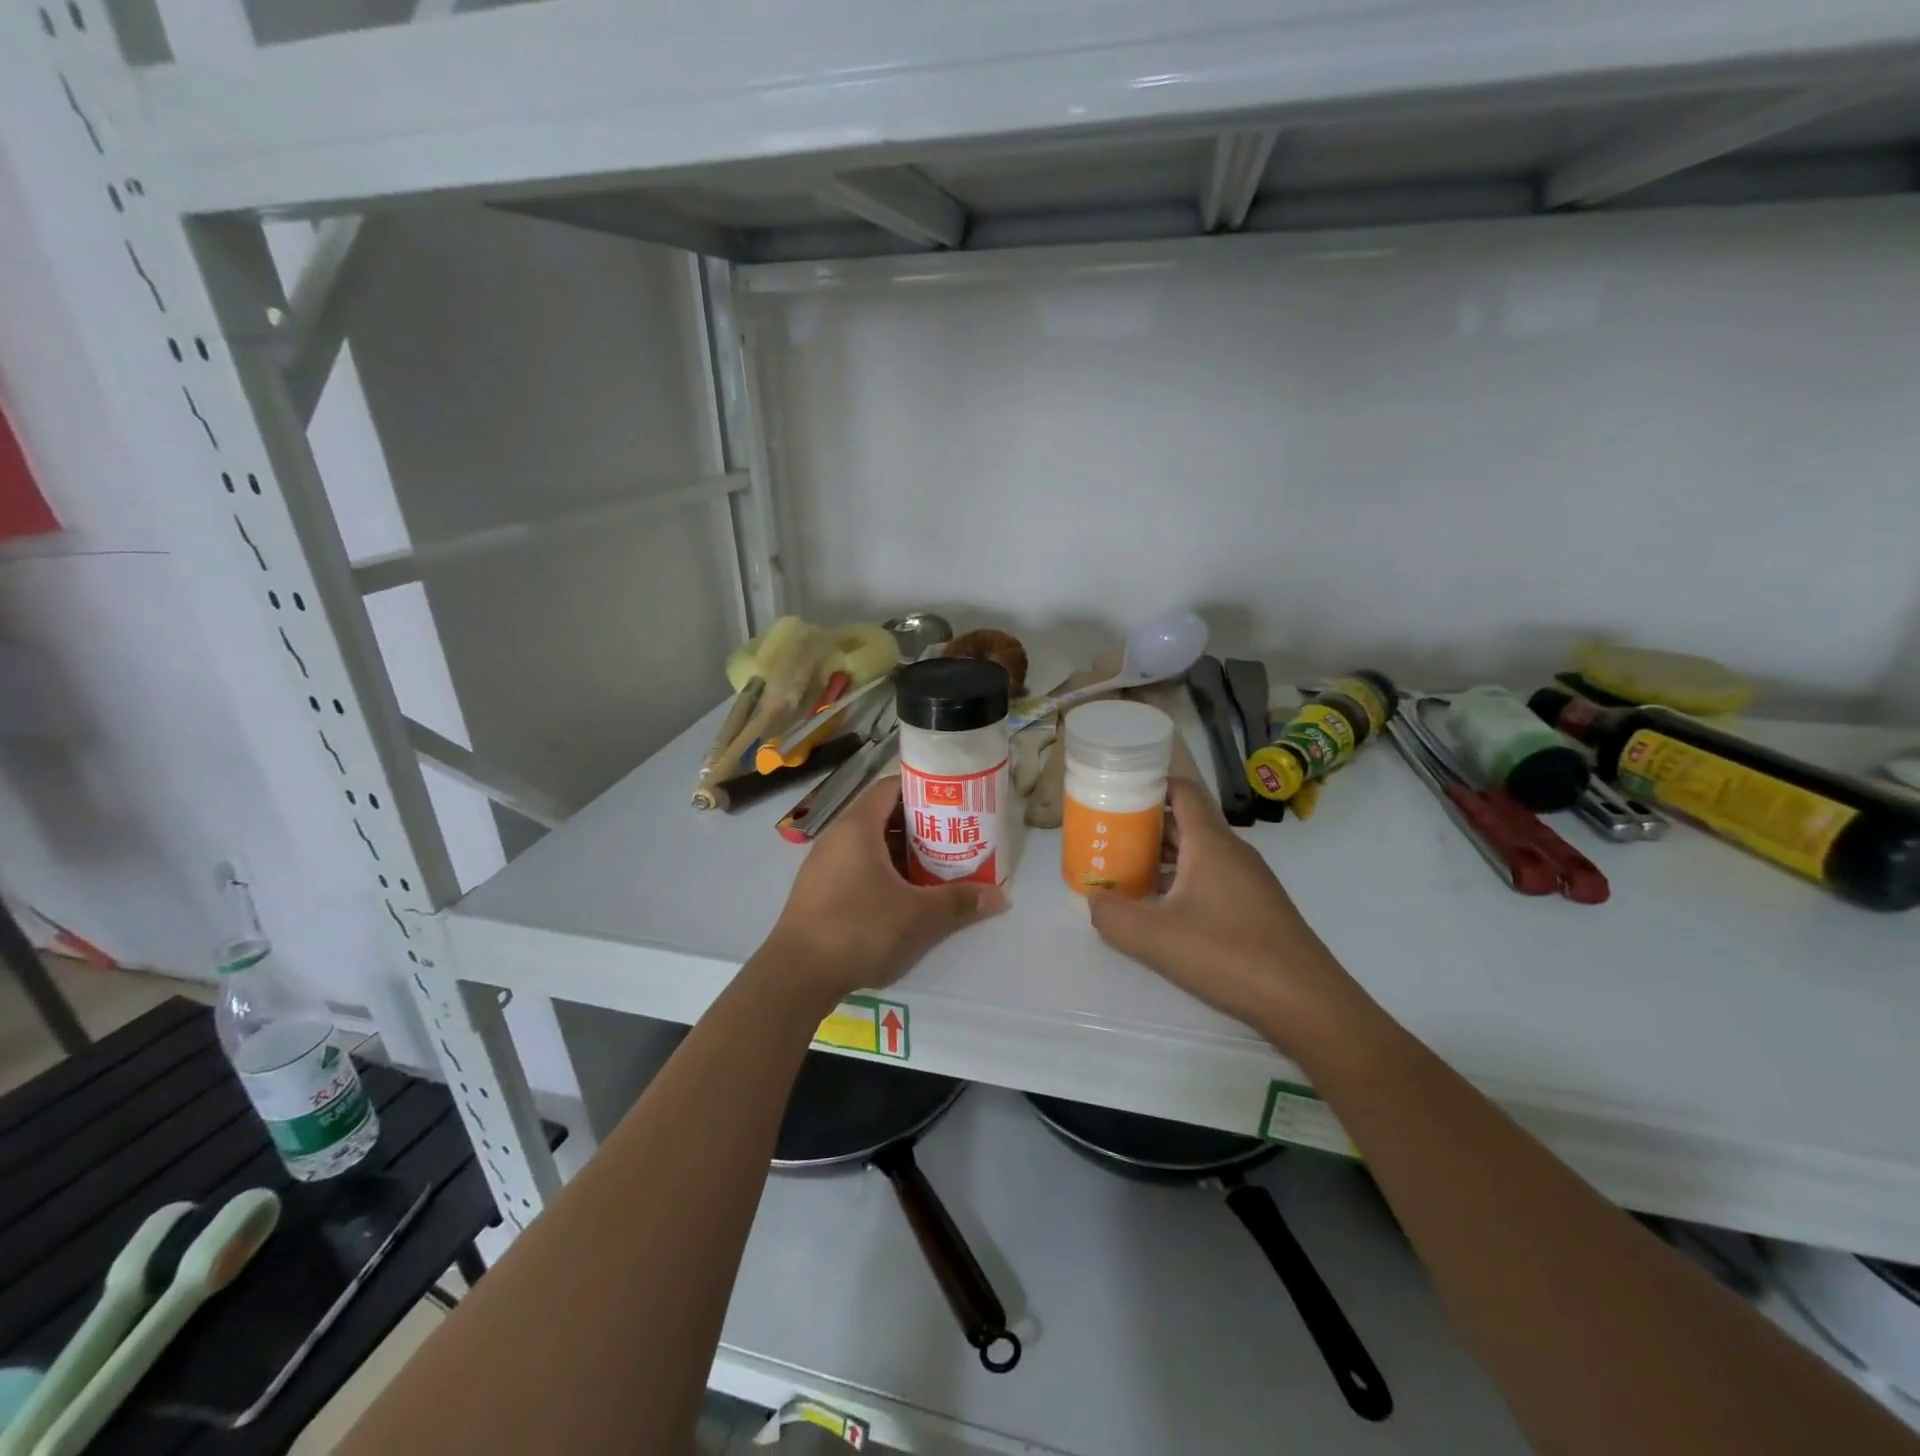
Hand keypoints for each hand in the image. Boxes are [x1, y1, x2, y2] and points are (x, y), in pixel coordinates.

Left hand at [761, 775, 1007, 1006]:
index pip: (891, 787)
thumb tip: (1001, 896)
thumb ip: (959, 902)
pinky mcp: (820, 890)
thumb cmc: (858, 928)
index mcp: (857, 826)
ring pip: (871, 844)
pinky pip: (858, 866)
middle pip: (883, 815)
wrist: (796, 975)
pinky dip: (884, 871)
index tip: (953, 799)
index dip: (923, 788)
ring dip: (903, 851)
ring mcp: (825, 864)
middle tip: (954, 834)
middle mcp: (838, 836)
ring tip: (938, 864)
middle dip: (920, 824)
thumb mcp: (917, 915)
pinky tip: (906, 894)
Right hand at [1088, 779, 1369, 1058]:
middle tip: (1107, 836)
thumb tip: (1094, 901)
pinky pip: (1211, 877)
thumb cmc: (1229, 955)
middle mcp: (1231, 852)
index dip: (1150, 784)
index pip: (1182, 791)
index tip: (1116, 792)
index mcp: (1210, 843)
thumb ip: (1114, 917)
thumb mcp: (1156, 939)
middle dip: (1145, 824)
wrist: (1307, 1002)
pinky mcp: (1255, 906)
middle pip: (1185, 821)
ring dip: (1162, 856)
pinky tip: (1161, 909)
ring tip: (1125, 871)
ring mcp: (1248, 879)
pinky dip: (1182, 881)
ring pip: (1198, 852)